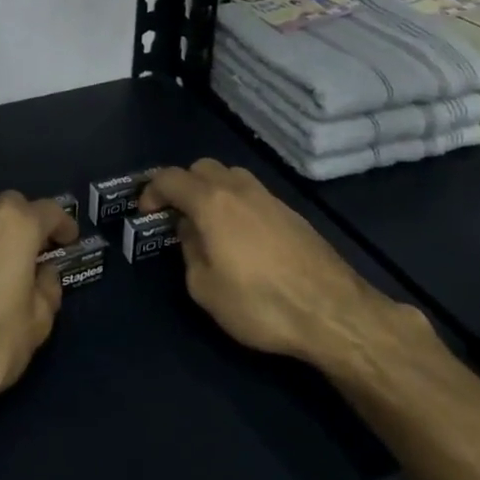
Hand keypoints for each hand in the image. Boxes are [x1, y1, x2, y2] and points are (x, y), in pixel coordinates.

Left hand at [0, 191, 76, 424]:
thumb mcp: (36, 324)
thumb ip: (47, 291)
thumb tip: (44, 275)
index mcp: (14, 225)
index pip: (49, 211)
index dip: (63, 226)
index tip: (69, 242)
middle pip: (12, 207)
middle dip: (29, 222)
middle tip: (40, 251)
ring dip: (0, 233)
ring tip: (9, 265)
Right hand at [140, 159, 420, 374]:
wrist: (333, 312)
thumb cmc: (260, 303)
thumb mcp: (205, 289)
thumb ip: (190, 253)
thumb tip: (192, 234)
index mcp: (211, 202)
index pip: (171, 178)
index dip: (151, 191)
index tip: (146, 213)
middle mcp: (239, 189)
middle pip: (202, 167)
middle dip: (183, 185)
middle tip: (176, 215)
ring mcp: (270, 198)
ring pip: (231, 177)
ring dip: (212, 191)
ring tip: (210, 225)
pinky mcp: (292, 213)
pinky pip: (253, 195)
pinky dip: (237, 204)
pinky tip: (242, 238)